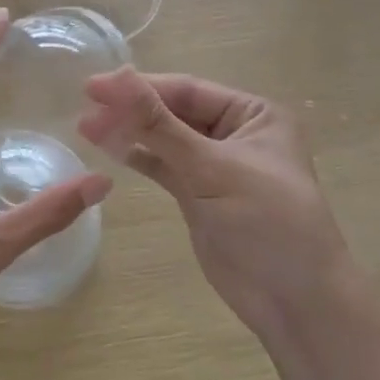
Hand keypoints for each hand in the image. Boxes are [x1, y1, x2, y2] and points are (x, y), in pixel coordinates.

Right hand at [78, 69, 351, 341]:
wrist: (296, 302)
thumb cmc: (267, 222)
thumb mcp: (212, 168)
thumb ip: (160, 125)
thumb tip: (119, 77)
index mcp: (254, 114)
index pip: (187, 91)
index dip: (140, 87)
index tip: (92, 87)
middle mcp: (236, 133)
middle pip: (174, 112)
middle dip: (131, 111)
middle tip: (84, 111)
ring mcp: (216, 166)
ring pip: (166, 140)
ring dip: (130, 133)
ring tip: (85, 128)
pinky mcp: (200, 195)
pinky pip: (164, 167)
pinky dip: (139, 158)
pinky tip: (109, 149)